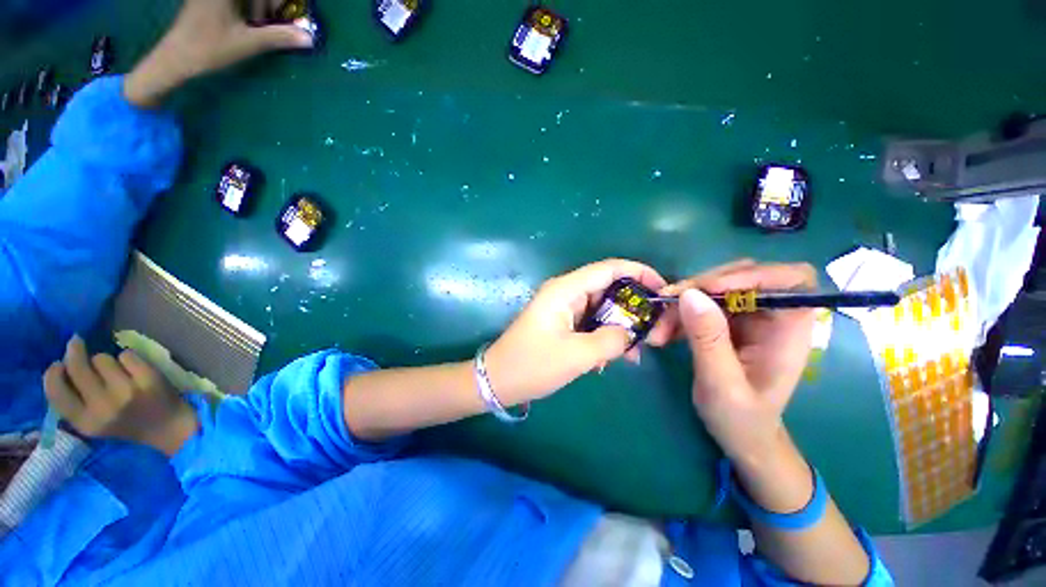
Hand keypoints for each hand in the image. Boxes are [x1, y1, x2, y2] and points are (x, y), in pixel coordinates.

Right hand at [43, 336, 197, 455]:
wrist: (166, 426)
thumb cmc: (124, 422)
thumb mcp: (92, 421)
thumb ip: (73, 401)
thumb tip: (59, 366)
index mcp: (85, 422)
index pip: (55, 392)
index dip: (52, 374)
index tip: (57, 364)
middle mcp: (103, 407)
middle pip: (77, 366)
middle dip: (74, 351)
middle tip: (76, 343)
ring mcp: (127, 391)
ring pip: (102, 358)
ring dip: (106, 361)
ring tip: (115, 373)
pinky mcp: (148, 378)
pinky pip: (126, 354)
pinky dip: (128, 358)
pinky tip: (134, 370)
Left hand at [124, 0, 313, 107]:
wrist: (176, 56)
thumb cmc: (210, 48)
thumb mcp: (248, 43)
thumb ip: (279, 37)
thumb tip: (309, 38)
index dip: (278, 4)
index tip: (286, 18)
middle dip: (269, 6)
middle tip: (273, 23)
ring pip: (249, 0)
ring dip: (259, 8)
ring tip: (258, 26)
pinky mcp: (209, 1)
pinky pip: (237, 4)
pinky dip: (249, 9)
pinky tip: (248, 23)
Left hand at [484, 259, 671, 405]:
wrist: (498, 380)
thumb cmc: (532, 365)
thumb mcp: (576, 356)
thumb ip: (611, 340)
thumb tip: (631, 333)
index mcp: (565, 290)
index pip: (608, 269)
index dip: (639, 272)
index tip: (663, 289)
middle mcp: (565, 292)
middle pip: (607, 287)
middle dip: (633, 305)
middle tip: (655, 328)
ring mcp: (563, 308)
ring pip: (601, 307)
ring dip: (619, 326)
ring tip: (634, 352)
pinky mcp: (562, 322)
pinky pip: (590, 322)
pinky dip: (604, 335)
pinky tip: (610, 358)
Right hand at [662, 262, 816, 461]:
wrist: (738, 435)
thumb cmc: (741, 419)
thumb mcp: (722, 383)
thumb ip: (708, 339)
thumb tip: (689, 295)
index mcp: (789, 330)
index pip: (789, 279)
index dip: (752, 275)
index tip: (709, 289)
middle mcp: (772, 316)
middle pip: (741, 277)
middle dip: (700, 288)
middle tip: (667, 304)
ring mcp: (747, 317)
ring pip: (713, 289)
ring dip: (681, 304)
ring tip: (658, 330)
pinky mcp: (725, 322)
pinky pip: (699, 304)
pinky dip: (677, 314)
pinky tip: (663, 334)